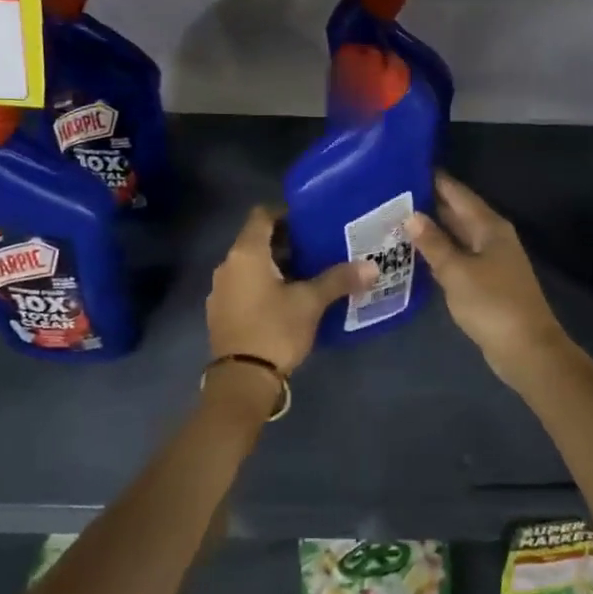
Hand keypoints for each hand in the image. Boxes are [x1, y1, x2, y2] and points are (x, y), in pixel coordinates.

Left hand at [206, 206, 374, 377]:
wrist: (242, 380)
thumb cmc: (275, 329)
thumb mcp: (311, 302)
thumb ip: (339, 280)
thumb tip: (372, 267)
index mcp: (246, 253)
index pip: (262, 215)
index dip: (285, 213)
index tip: (310, 221)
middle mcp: (227, 265)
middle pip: (256, 240)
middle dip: (286, 242)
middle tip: (317, 248)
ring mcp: (220, 290)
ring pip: (250, 266)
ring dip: (275, 266)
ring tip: (306, 274)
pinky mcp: (221, 312)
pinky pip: (244, 287)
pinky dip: (263, 285)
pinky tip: (286, 300)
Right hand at [406, 173, 566, 383]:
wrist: (526, 348)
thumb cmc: (492, 304)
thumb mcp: (457, 271)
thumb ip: (433, 243)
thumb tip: (411, 216)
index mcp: (489, 226)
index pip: (457, 193)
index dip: (434, 180)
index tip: (405, 167)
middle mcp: (492, 237)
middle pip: (457, 213)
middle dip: (428, 204)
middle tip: (390, 196)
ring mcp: (490, 260)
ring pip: (456, 236)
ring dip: (431, 230)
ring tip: (395, 221)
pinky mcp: (485, 282)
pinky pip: (457, 257)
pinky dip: (438, 253)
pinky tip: (415, 254)